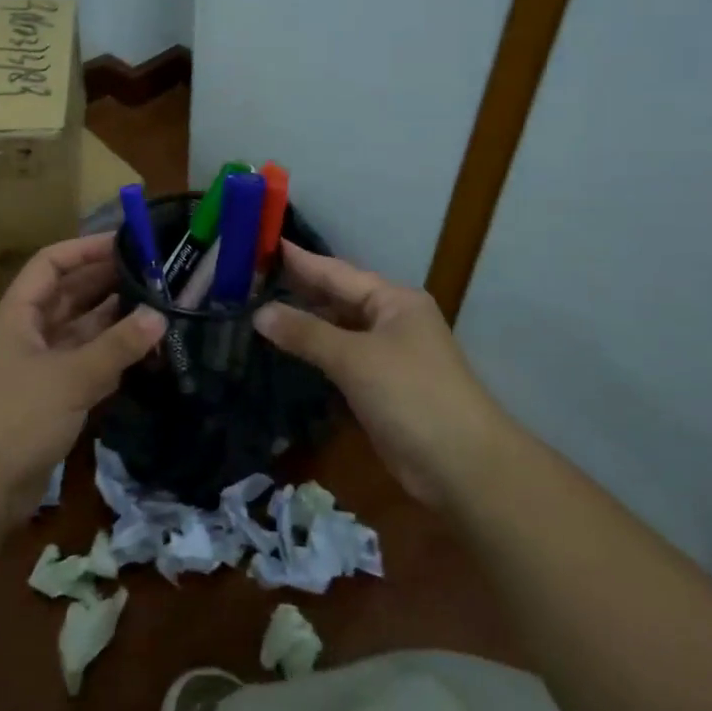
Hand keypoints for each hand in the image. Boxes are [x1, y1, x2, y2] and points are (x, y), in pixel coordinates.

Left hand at [0, 233, 164, 527]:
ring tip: (158, 306)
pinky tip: (144, 350)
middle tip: (155, 273)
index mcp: (18, 313)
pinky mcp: (51, 397)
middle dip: (107, 282)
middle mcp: (27, 332)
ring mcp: (39, 365)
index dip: (85, 249)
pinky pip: (86, 363)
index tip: (126, 241)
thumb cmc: (15, 419)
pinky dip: (111, 355)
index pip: (51, 263)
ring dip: (114, 320)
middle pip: (69, 294)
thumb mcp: (70, 377)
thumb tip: (159, 316)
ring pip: (81, 330)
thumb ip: (116, 347)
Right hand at [254, 241, 502, 507]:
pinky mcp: (379, 387)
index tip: (262, 243)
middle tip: (249, 276)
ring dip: (302, 323)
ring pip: (336, 330)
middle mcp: (391, 320)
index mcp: (393, 301)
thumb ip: (305, 333)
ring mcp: (386, 355)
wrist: (462, 467)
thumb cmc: (412, 395)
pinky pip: (339, 359)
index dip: (299, 259)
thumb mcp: (354, 358)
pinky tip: (284, 349)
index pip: (336, 272)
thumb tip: (259, 313)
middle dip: (297, 289)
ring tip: (256, 308)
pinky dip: (313, 353)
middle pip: (336, 299)